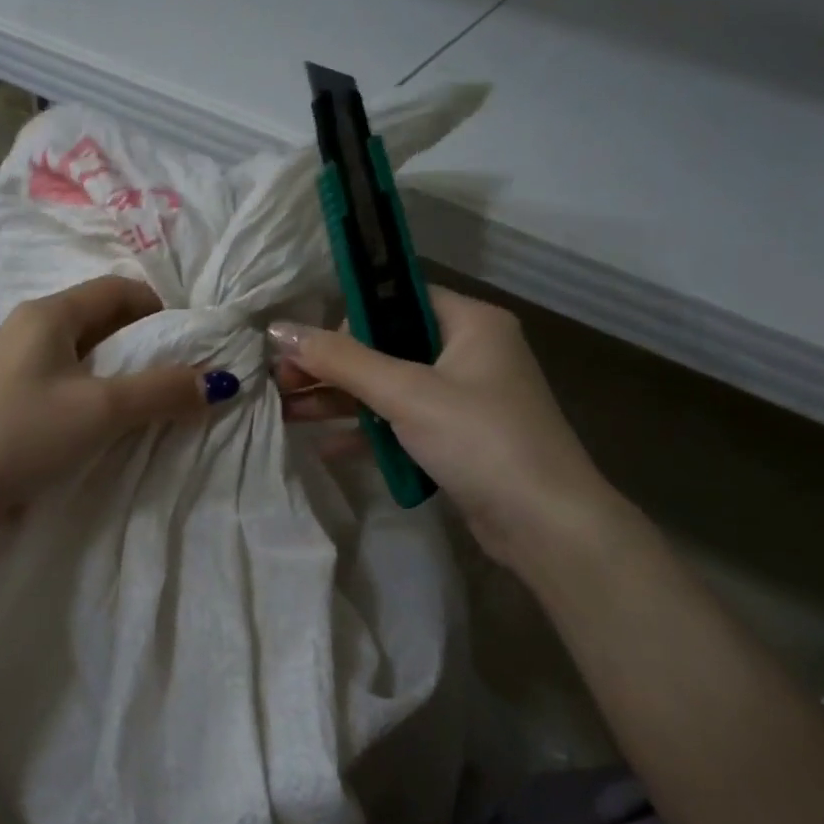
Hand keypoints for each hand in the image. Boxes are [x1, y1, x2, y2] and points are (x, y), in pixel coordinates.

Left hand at [0, 275, 225, 545]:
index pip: (120, 290)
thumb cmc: (20, 434)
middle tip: (182, 382)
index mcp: (50, 315)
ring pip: (85, 362)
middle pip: (104, 324)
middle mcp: (31, 332)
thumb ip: (162, 391)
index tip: (194, 347)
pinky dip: (95, 404)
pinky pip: (66, 391)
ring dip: (122, 381)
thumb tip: (220, 380)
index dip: (162, 311)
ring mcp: (16, 370)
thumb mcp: (101, 410)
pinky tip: (111, 433)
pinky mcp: (9, 406)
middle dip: (147, 349)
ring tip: (155, 411)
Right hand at [269, 287, 618, 564]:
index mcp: (470, 323)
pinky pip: (402, 422)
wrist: (545, 525)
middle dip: (332, 365)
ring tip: (286, 411)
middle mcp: (469, 352)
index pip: (396, 299)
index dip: (346, 316)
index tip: (304, 342)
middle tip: (281, 380)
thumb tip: (278, 330)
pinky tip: (325, 445)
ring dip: (340, 399)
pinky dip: (367, 431)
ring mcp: (463, 398)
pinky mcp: (456, 438)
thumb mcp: (405, 393)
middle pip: (386, 345)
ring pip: (389, 387)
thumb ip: (341, 360)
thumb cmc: (479, 439)